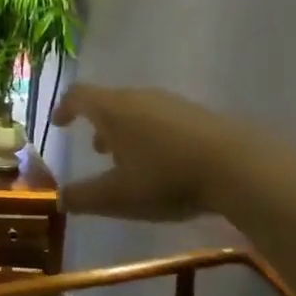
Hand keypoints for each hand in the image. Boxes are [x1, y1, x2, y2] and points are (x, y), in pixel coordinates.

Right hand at [51, 84, 231, 222]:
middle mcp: (138, 97)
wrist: (237, 166)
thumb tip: (59, 199)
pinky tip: (163, 163)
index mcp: (112, 109)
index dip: (65, 108)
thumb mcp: (118, 196)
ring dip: (126, 131)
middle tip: (95, 150)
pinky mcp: (197, 115)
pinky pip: (162, 119)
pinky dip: (151, 135)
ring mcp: (171, 103)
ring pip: (137, 111)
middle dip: (98, 124)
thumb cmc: (165, 177)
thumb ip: (84, 197)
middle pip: (109, 102)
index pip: (79, 96)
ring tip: (128, 160)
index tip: (59, 123)